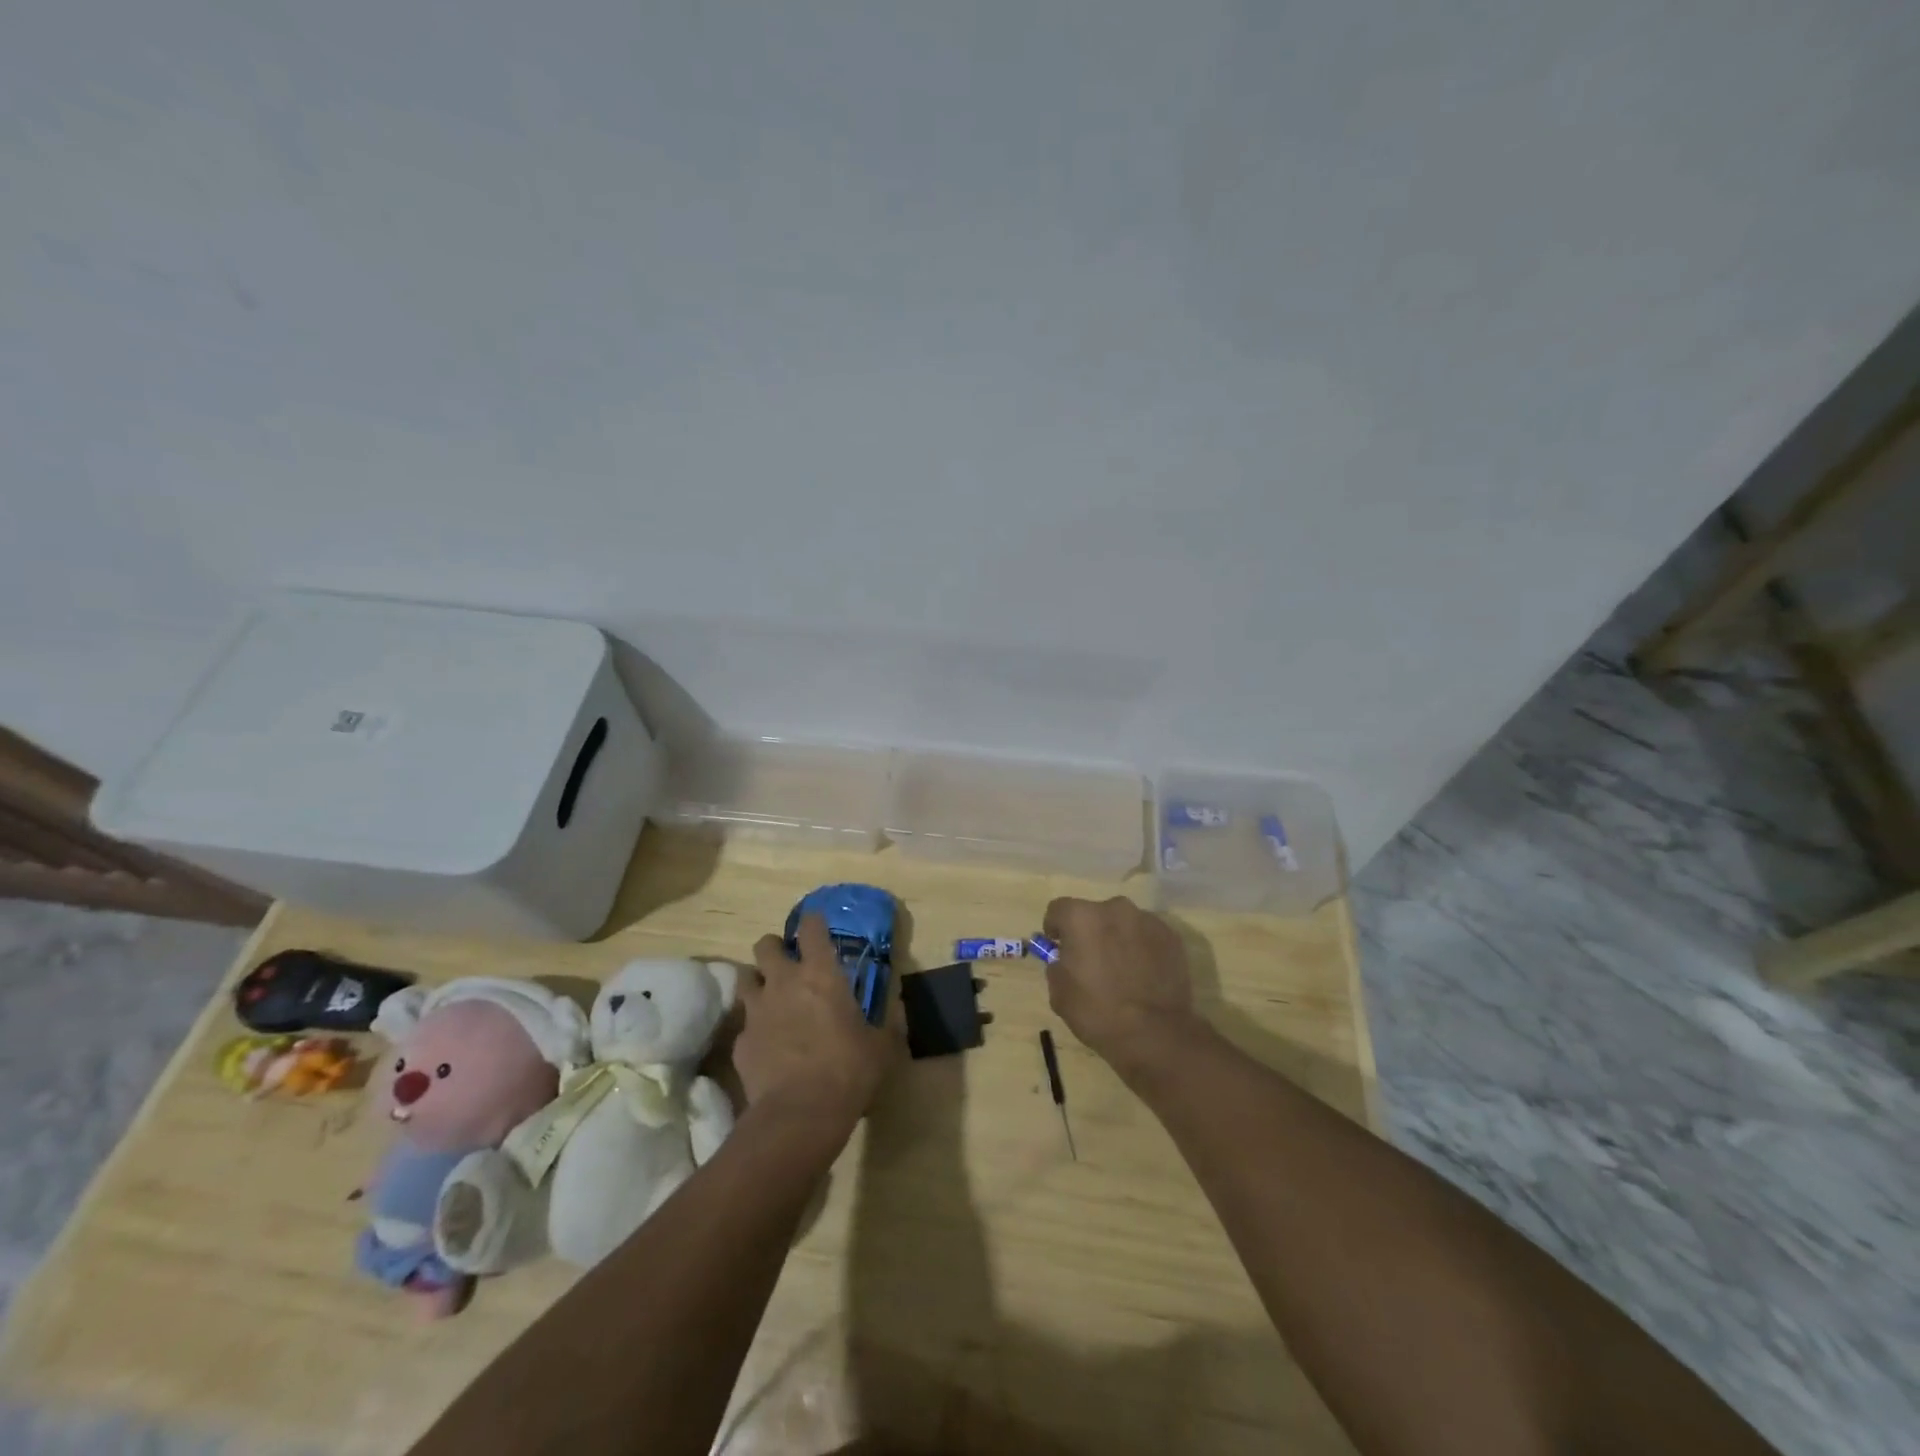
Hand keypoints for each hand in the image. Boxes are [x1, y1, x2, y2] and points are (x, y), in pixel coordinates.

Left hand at [740, 916, 902, 1136]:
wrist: (799, 1115)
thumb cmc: (848, 1071)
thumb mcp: (883, 1046)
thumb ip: (890, 1020)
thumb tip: (898, 1004)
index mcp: (821, 974)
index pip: (811, 927)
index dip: (813, 923)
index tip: (818, 927)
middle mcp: (784, 982)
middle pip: (766, 944)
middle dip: (776, 948)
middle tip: (789, 964)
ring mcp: (757, 1010)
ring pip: (745, 977)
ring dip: (758, 981)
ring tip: (772, 997)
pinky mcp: (740, 1041)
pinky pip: (744, 1023)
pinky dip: (754, 1027)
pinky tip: (767, 1044)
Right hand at [1041, 896, 1202, 1072]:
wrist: (1154, 1034)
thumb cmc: (1098, 1012)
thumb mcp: (1059, 993)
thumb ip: (1057, 966)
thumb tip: (1064, 958)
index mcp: (1081, 917)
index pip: (1058, 909)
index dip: (1055, 928)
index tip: (1058, 947)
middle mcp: (1114, 908)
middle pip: (1094, 913)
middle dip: (1090, 932)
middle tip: (1092, 961)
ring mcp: (1147, 920)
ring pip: (1123, 923)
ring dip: (1117, 938)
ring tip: (1122, 970)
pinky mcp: (1171, 936)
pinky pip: (1147, 936)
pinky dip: (1142, 948)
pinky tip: (1144, 975)